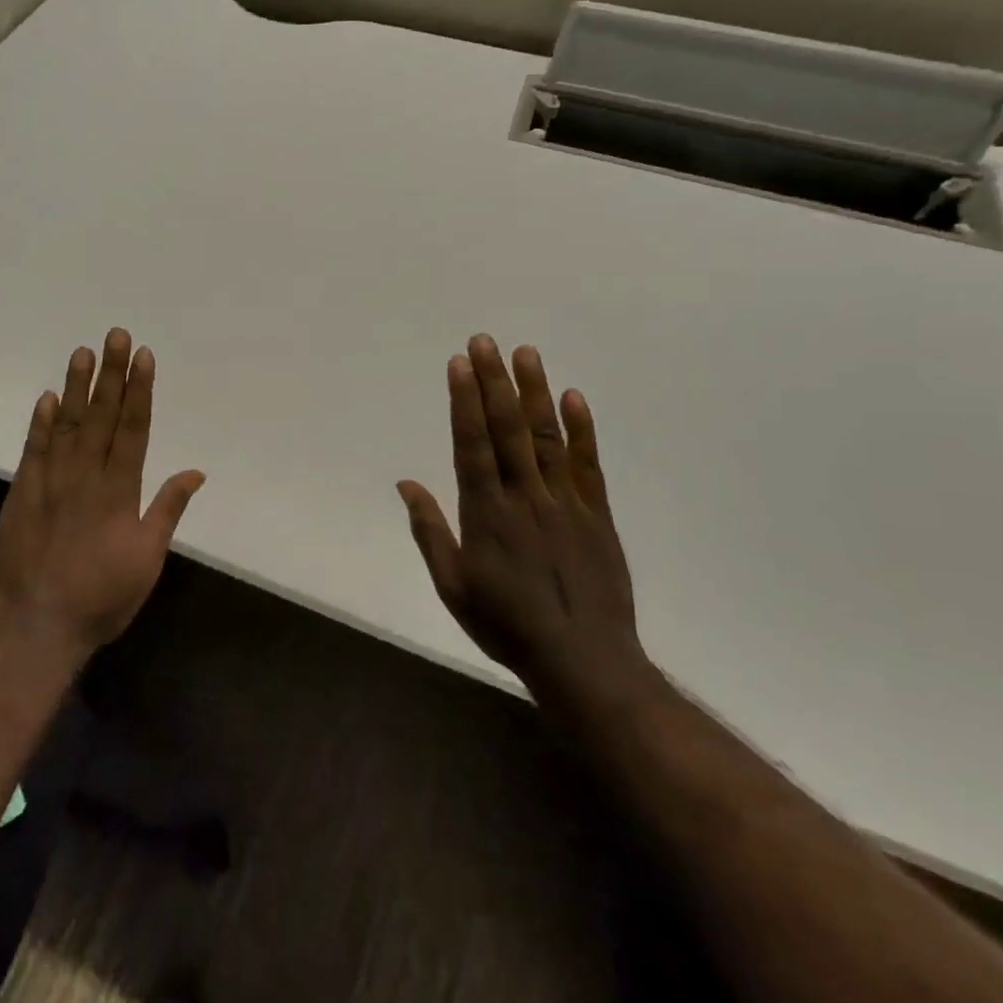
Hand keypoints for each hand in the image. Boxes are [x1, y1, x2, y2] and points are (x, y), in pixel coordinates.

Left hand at [0, 328, 205, 668]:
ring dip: (75, 387)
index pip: (133, 428)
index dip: (139, 390)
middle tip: (115, 335)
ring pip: (66, 425)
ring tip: (82, 352)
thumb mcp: (148, 560)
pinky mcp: (21, 495)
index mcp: (120, 492)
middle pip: (101, 416)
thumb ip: (168, 511)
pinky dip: (40, 423)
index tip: (142, 357)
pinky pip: (33, 450)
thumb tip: (195, 472)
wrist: (36, 627)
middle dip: (111, 374)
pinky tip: (47, 398)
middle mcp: (85, 477)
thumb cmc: (102, 598)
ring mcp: (49, 482)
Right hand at [397, 337, 653, 711]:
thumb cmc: (506, 625)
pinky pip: (587, 465)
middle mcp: (525, 497)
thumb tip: (405, 483)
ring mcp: (565, 503)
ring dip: (534, 392)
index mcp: (486, 514)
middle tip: (486, 341)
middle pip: (507, 429)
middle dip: (494, 382)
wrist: (584, 662)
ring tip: (525, 354)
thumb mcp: (452, 586)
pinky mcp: (596, 515)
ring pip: (546, 437)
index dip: (465, 401)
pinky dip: (580, 430)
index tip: (460, 364)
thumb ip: (429, 531)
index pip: (472, 444)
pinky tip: (573, 397)